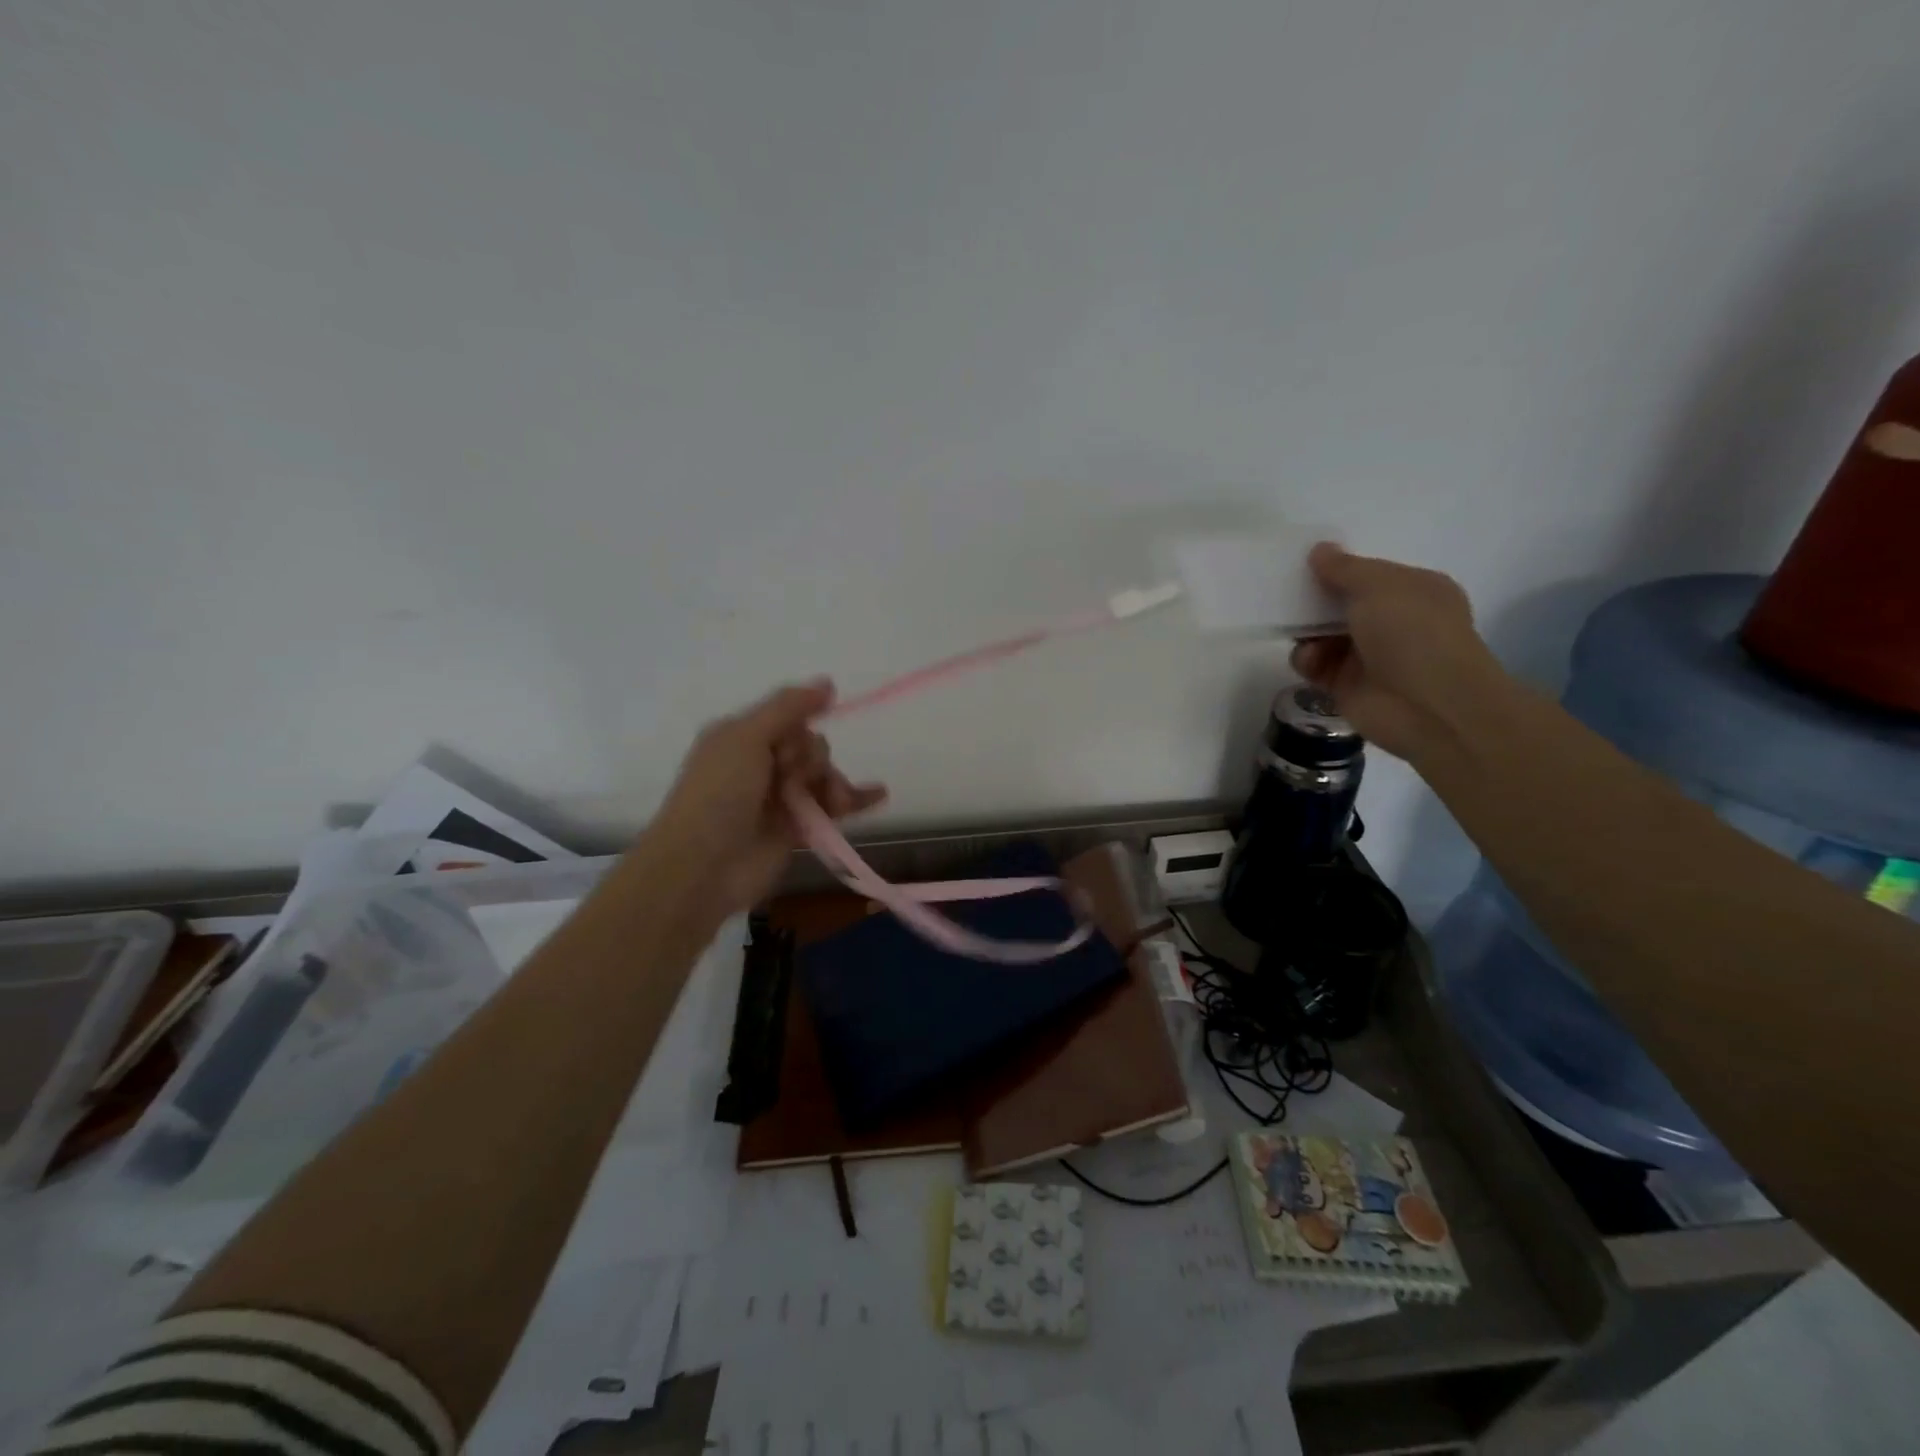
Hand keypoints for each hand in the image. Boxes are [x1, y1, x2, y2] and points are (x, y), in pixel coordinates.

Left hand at [641, 680, 886, 916]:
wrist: (702, 868)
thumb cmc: (718, 795)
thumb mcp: (746, 738)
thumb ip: (787, 708)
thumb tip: (828, 682)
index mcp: (741, 738)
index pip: (789, 719)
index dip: (800, 729)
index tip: (794, 745)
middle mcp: (760, 765)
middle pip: (811, 747)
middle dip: (814, 760)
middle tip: (793, 781)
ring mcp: (779, 799)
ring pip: (824, 777)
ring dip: (835, 784)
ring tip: (838, 802)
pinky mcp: (796, 829)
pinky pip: (832, 807)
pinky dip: (856, 800)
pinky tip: (879, 794)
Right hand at [1289, 544, 1507, 762]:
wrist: (1427, 706)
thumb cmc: (1412, 633)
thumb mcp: (1378, 586)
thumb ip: (1344, 568)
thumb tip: (1319, 550)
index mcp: (1414, 591)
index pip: (1369, 574)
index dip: (1339, 568)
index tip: (1306, 563)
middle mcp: (1394, 622)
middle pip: (1342, 604)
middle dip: (1315, 599)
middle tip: (1288, 594)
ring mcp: (1369, 655)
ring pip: (1323, 635)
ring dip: (1307, 632)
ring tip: (1301, 633)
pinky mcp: (1346, 685)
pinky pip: (1315, 665)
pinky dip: (1307, 660)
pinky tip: (1310, 661)